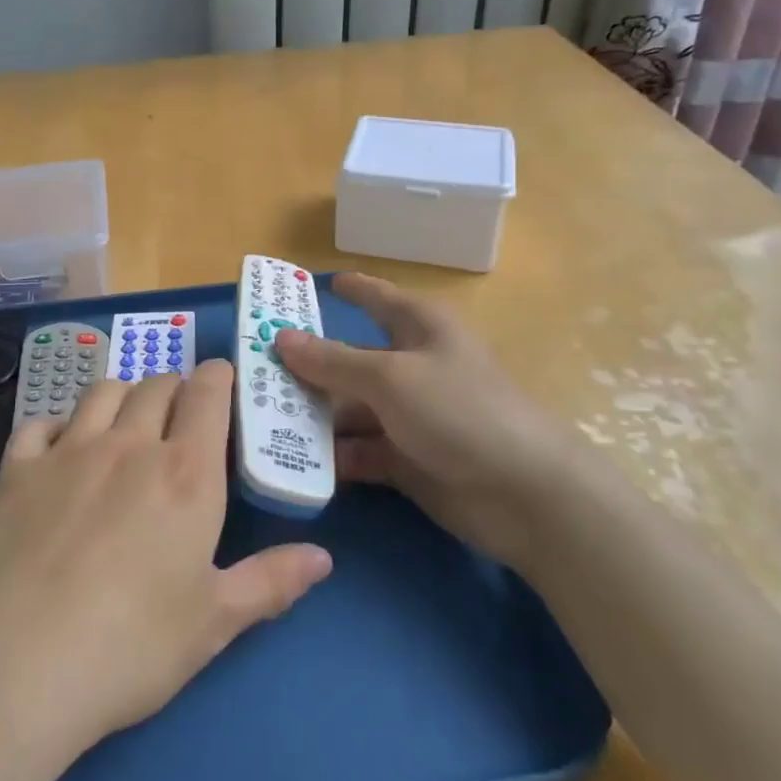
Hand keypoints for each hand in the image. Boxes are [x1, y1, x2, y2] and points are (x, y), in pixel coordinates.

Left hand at [0, 362, 332, 762]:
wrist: (25, 665)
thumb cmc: (134, 645)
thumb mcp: (216, 621)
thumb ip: (271, 581)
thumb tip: (323, 557)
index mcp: (185, 472)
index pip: (206, 394)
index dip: (217, 378)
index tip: (222, 380)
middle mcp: (129, 445)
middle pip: (156, 385)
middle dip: (174, 388)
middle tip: (179, 415)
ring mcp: (68, 451)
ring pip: (102, 392)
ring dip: (123, 396)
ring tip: (127, 422)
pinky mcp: (18, 469)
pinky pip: (40, 424)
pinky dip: (57, 426)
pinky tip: (60, 450)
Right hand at [274, 273, 581, 567]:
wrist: (526, 495)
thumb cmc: (459, 411)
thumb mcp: (390, 378)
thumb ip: (332, 360)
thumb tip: (281, 337)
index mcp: (419, 328)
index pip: (376, 298)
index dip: (348, 289)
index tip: (313, 286)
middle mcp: (412, 366)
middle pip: (350, 360)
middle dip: (306, 368)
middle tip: (253, 374)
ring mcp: (409, 415)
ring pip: (349, 408)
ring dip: (313, 417)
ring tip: (261, 423)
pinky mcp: (407, 458)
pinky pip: (359, 450)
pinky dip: (334, 456)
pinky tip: (296, 461)